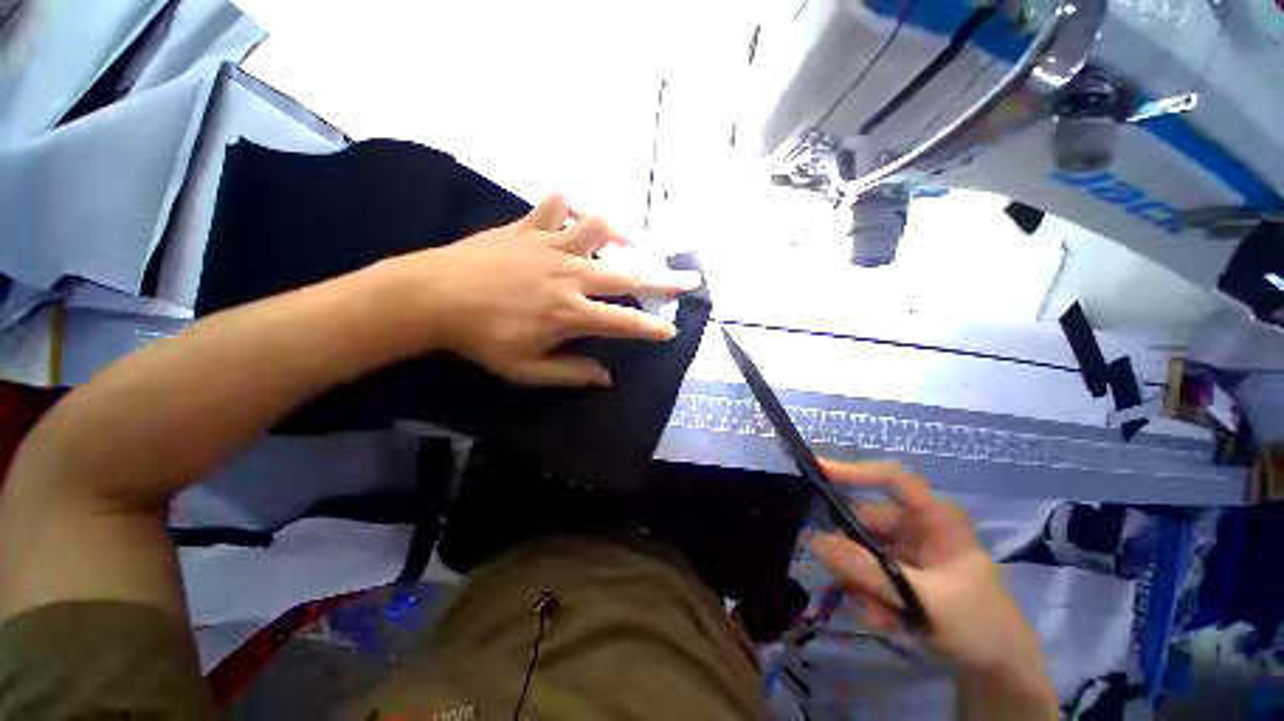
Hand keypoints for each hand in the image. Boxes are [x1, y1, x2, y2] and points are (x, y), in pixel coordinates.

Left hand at [380, 194, 699, 385]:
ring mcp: (551, 247)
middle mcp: (571, 276)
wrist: (431, 297)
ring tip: (630, 242)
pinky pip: (555, 205)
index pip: (625, 323)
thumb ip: (571, 373)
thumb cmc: (481, 339)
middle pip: (629, 276)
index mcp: (571, 314)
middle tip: (690, 280)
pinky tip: (574, 213)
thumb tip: (606, 378)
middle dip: (665, 281)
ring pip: (599, 229)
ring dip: (621, 236)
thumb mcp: (526, 370)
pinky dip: (569, 206)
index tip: (671, 329)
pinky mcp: (528, 228)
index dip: (652, 328)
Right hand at [809, 461, 1046, 676]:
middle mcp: (915, 524)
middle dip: (852, 554)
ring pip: (860, 548)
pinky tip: (883, 618)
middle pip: (865, 521)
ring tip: (877, 614)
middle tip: (846, 585)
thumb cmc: (977, 624)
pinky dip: (868, 593)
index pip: (892, 479)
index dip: (855, 470)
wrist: (999, 667)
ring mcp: (905, 547)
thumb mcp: (922, 599)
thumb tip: (814, 540)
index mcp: (935, 517)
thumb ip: (867, 570)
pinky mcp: (898, 568)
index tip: (816, 471)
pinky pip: (866, 570)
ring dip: (861, 581)